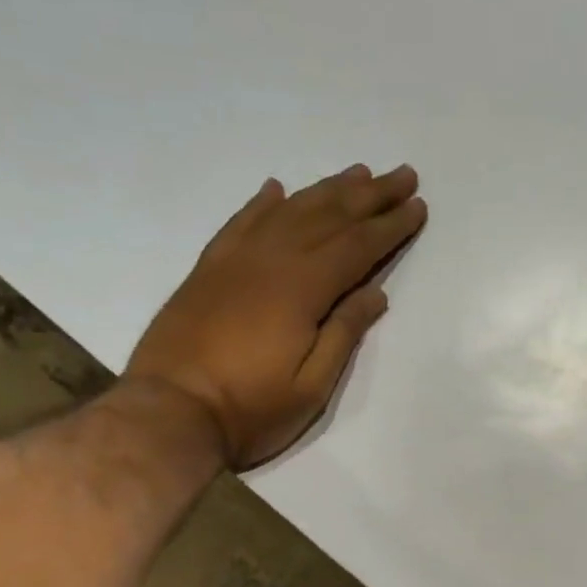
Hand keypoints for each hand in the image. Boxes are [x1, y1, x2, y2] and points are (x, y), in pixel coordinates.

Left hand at [126, 164, 426, 468]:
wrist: (168, 413)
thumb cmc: (249, 409)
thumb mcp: (311, 387)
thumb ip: (344, 333)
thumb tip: (376, 292)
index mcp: (302, 289)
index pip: (357, 246)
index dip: (390, 226)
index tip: (418, 206)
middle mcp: (270, 260)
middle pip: (328, 216)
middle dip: (370, 195)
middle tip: (402, 174)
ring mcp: (235, 261)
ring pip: (288, 210)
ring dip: (326, 189)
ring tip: (357, 172)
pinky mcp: (207, 269)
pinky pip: (240, 222)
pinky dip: (263, 203)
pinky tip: (277, 189)